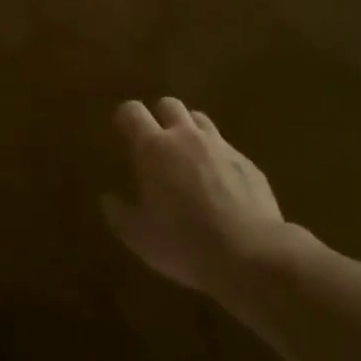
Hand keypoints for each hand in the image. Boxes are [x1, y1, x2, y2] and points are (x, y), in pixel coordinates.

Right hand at [101, 99, 296, 297]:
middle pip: (169, 104)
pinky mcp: (248, 163)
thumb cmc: (185, 243)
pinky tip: (220, 185)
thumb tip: (108, 199)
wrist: (252, 255)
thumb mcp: (140, 237)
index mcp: (153, 148)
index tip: (122, 134)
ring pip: (200, 120)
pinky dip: (216, 157)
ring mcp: (220, 146)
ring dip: (189, 131)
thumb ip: (119, 214)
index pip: (132, 111)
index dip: (125, 118)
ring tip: (187, 158)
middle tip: (156, 143)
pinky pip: (226, 148)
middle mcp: (186, 136)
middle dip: (159, 117)